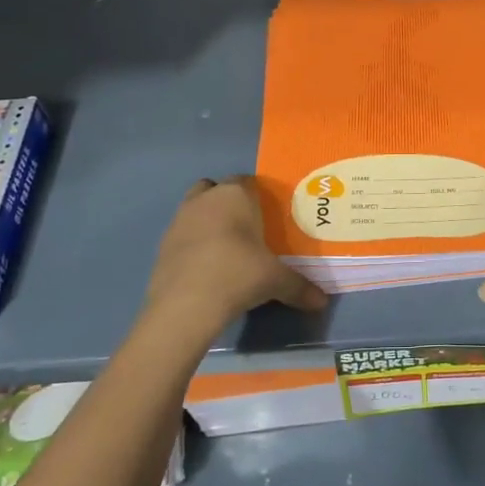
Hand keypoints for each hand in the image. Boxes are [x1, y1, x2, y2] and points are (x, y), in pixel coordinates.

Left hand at [141, 178, 328, 338]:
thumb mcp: (276, 281)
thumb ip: (300, 287)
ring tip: (224, 248)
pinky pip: (182, 233)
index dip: (257, 196)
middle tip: (245, 228)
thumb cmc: (239, 275)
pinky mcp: (162, 242)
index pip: (247, 181)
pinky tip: (205, 267)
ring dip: (207, 220)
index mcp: (236, 196)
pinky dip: (192, 243)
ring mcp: (179, 219)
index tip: (267, 216)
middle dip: (227, 202)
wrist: (186, 304)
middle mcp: (206, 199)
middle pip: (216, 189)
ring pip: (195, 208)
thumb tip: (322, 302)